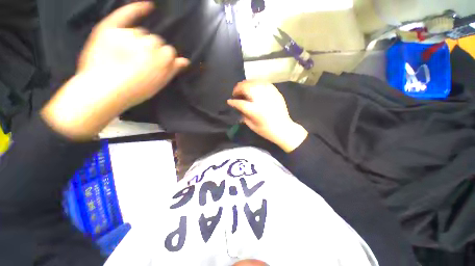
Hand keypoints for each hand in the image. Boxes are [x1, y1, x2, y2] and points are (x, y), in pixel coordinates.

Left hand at [42, 2, 188, 139]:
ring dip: (138, 41)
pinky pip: (125, 14)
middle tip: (141, 62)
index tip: (157, 65)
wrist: (103, 91)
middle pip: (156, 40)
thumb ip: (172, 71)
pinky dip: (137, 9)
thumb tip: (185, 61)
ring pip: (141, 33)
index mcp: (161, 60)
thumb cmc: (135, 91)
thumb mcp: (158, 84)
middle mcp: (148, 44)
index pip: (169, 51)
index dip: (164, 58)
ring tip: (127, 54)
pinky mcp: (110, 29)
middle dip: (151, 49)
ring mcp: (128, 35)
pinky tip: (149, 6)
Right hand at [227, 81, 307, 152]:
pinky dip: (257, 83)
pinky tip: (254, 87)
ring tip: (244, 88)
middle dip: (238, 88)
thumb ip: (243, 114)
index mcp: (254, 110)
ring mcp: (269, 94)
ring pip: (255, 82)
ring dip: (246, 84)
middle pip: (246, 87)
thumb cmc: (266, 130)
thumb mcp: (251, 125)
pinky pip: (264, 83)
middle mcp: (261, 99)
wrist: (283, 128)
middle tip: (236, 92)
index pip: (239, 103)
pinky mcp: (275, 92)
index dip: (232, 101)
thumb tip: (239, 106)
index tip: (229, 101)